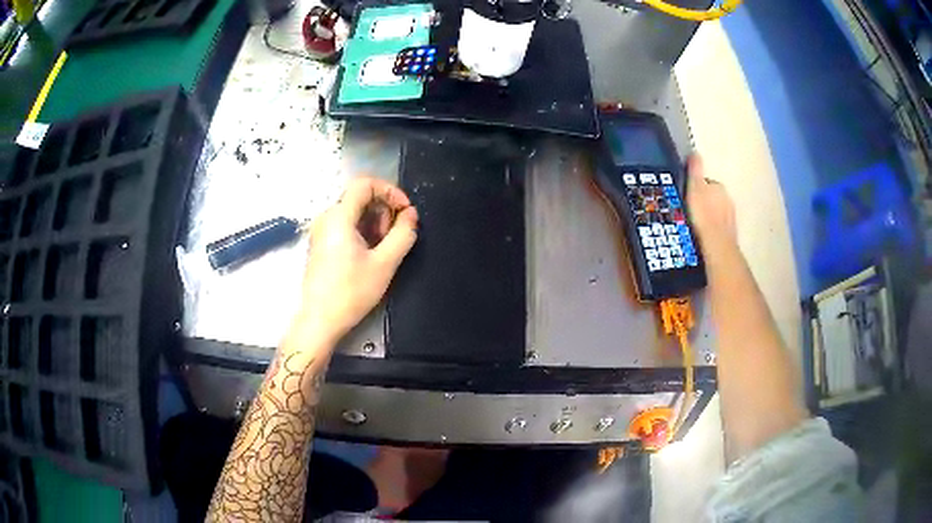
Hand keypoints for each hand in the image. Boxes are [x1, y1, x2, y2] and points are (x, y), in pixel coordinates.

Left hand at [297, 177, 417, 343]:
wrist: (320, 320)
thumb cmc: (351, 292)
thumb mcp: (385, 264)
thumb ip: (403, 234)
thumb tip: (411, 215)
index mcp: (338, 217)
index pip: (365, 184)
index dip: (390, 191)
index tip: (405, 211)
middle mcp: (326, 218)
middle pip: (359, 197)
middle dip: (383, 210)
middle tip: (395, 236)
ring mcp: (321, 231)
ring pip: (353, 212)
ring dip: (375, 223)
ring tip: (383, 249)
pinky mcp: (321, 244)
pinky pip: (345, 225)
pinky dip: (362, 231)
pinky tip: (369, 255)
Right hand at [686, 155, 736, 252]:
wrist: (716, 244)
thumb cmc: (703, 214)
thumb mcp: (695, 187)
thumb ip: (695, 170)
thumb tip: (695, 153)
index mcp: (719, 187)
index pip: (706, 183)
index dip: (696, 188)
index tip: (688, 195)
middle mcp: (728, 200)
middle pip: (713, 198)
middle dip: (705, 202)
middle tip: (691, 211)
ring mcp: (730, 218)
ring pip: (717, 213)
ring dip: (710, 216)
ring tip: (697, 225)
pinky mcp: (730, 235)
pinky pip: (719, 228)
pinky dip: (713, 229)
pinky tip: (704, 235)